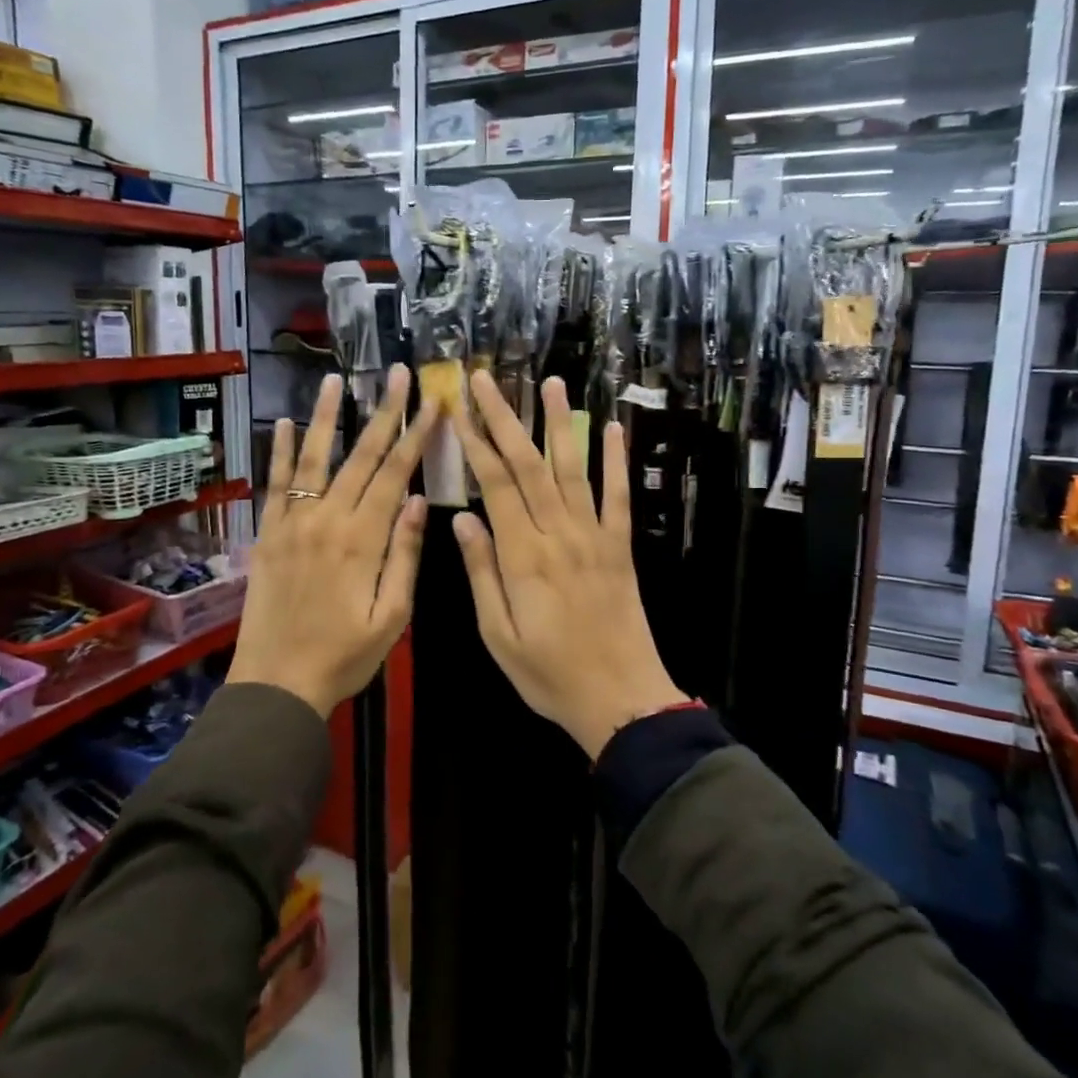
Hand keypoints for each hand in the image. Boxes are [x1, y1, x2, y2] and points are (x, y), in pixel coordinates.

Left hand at [229, 366, 435, 718]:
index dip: (416, 435)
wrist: (276, 683)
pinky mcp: (269, 533)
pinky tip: (283, 423)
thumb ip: (405, 554)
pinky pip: (275, 483)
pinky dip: (279, 451)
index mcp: (362, 539)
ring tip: (335, 379)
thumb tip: (421, 500)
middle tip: (397, 374)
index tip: (432, 402)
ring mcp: (292, 522)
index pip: (396, 475)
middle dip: (383, 412)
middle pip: (360, 456)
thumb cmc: (344, 656)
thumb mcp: (392, 616)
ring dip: (325, 416)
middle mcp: (326, 519)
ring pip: (312, 458)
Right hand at [448, 371, 686, 758]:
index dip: (475, 441)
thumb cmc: (549, 673)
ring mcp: (595, 536)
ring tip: (549, 383)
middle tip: (485, 379)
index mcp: (523, 556)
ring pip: (572, 468)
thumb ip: (481, 572)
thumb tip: (462, 518)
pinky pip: (617, 495)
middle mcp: (559, 534)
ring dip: (558, 422)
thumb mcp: (498, 634)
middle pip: (528, 464)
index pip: (495, 484)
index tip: (457, 407)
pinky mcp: (620, 546)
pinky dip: (614, 459)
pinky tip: (610, 428)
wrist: (619, 698)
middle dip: (503, 417)